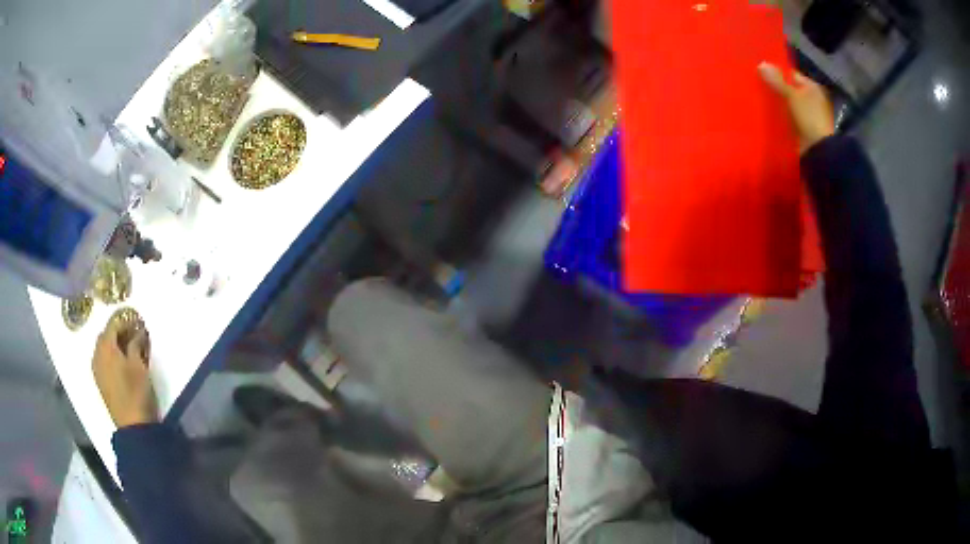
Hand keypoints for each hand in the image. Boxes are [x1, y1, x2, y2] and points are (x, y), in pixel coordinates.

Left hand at [92, 320, 157, 427]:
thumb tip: (138, 331)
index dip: (125, 321)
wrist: (132, 426)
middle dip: (118, 332)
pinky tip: (121, 364)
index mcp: (106, 347)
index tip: (138, 323)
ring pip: (103, 349)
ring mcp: (97, 370)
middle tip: (134, 335)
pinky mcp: (100, 382)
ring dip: (114, 345)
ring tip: (128, 350)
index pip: (113, 325)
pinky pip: (103, 361)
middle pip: (105, 336)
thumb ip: (136, 344)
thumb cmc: (136, 392)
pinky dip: (111, 357)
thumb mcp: (139, 365)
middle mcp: (97, 354)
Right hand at [759, 62, 835, 153]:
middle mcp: (810, 99)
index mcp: (811, 87)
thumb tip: (761, 64)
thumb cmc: (809, 118)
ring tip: (758, 99)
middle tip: (757, 85)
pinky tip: (767, 115)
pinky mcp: (802, 129)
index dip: (777, 72)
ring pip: (787, 104)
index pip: (791, 74)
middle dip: (775, 88)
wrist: (818, 151)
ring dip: (776, 103)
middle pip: (789, 89)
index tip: (760, 72)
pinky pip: (787, 118)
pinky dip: (779, 116)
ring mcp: (807, 115)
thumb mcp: (792, 95)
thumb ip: (777, 81)